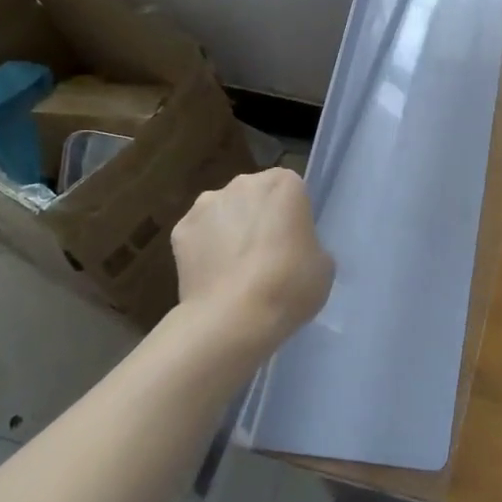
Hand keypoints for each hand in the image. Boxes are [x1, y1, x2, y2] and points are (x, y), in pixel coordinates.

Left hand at [171, 168, 333, 346]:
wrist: (234, 317)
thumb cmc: (290, 285)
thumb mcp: (322, 265)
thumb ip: (309, 244)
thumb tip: (294, 249)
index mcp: (284, 184)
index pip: (291, 190)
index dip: (292, 215)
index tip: (294, 240)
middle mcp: (243, 183)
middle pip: (254, 195)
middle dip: (258, 216)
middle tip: (267, 254)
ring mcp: (206, 204)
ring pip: (223, 212)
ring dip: (229, 229)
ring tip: (236, 269)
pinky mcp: (180, 230)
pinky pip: (199, 235)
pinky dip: (204, 250)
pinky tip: (213, 277)